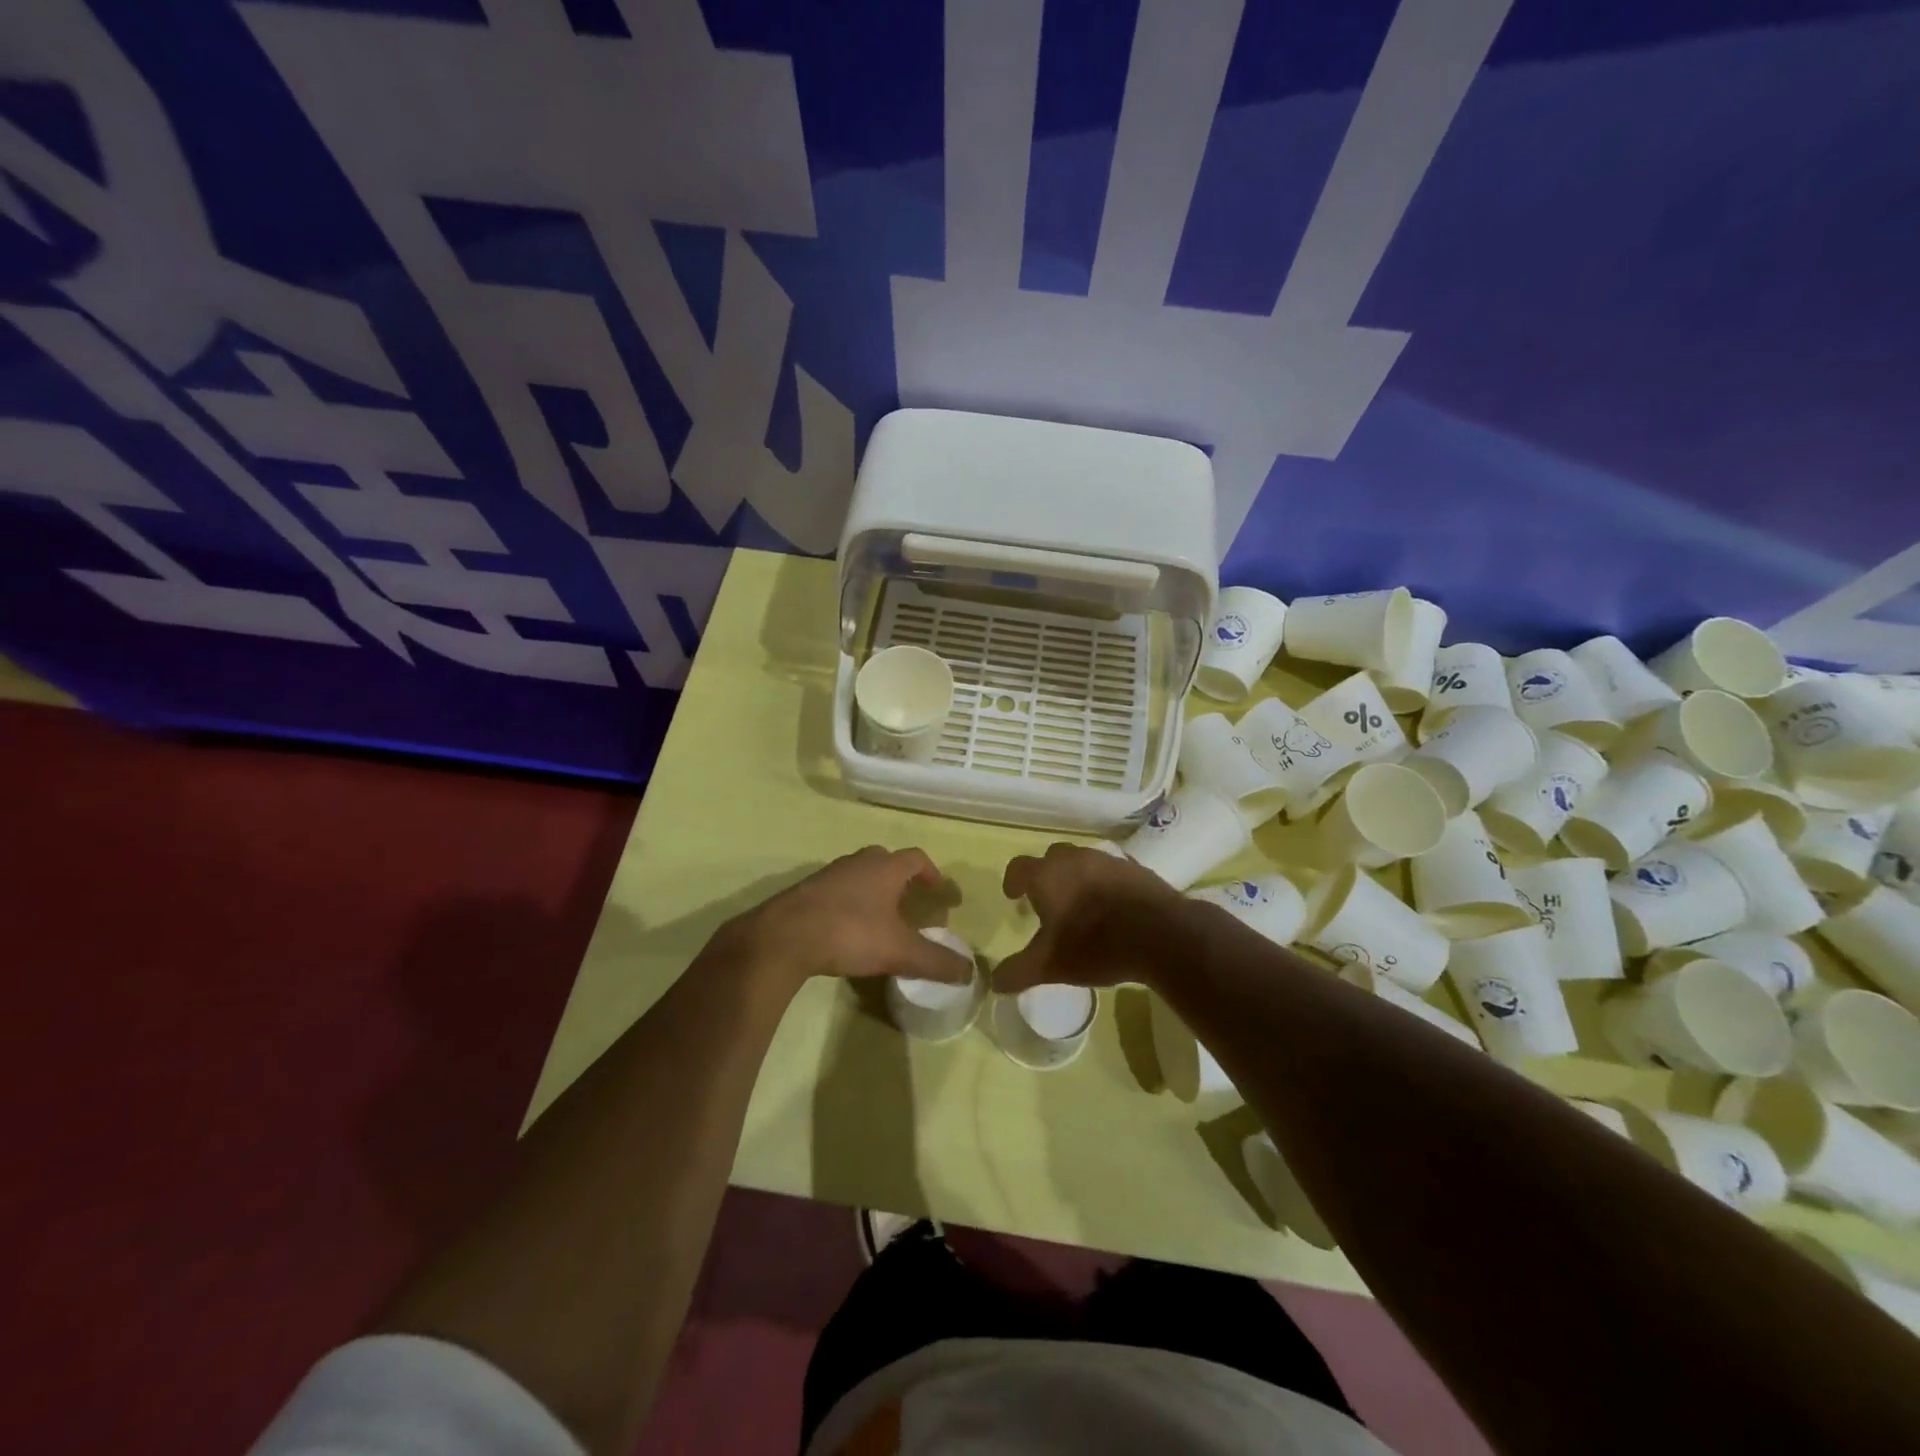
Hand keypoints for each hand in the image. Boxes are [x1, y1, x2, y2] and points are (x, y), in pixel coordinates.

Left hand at [729, 846, 972, 989]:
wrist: (784, 937)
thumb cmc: (850, 933)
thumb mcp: (899, 951)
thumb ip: (935, 961)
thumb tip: (969, 973)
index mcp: (885, 867)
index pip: (916, 858)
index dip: (932, 873)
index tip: (940, 892)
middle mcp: (858, 862)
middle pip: (886, 861)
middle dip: (901, 879)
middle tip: (910, 903)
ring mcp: (829, 874)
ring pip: (859, 874)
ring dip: (873, 889)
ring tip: (880, 917)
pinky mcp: (806, 891)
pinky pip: (837, 890)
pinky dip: (849, 902)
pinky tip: (846, 928)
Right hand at [995, 844, 1186, 993]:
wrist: (1160, 934)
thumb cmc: (1095, 945)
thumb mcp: (1051, 965)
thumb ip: (1019, 971)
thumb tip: (994, 982)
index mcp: (1047, 876)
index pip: (1019, 867)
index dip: (1013, 880)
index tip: (1013, 895)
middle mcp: (1074, 858)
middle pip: (1052, 858)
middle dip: (1046, 876)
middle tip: (1048, 901)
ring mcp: (1108, 860)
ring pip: (1083, 861)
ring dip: (1076, 877)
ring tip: (1081, 904)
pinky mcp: (1135, 868)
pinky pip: (1111, 870)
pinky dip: (1105, 882)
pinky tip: (1112, 905)